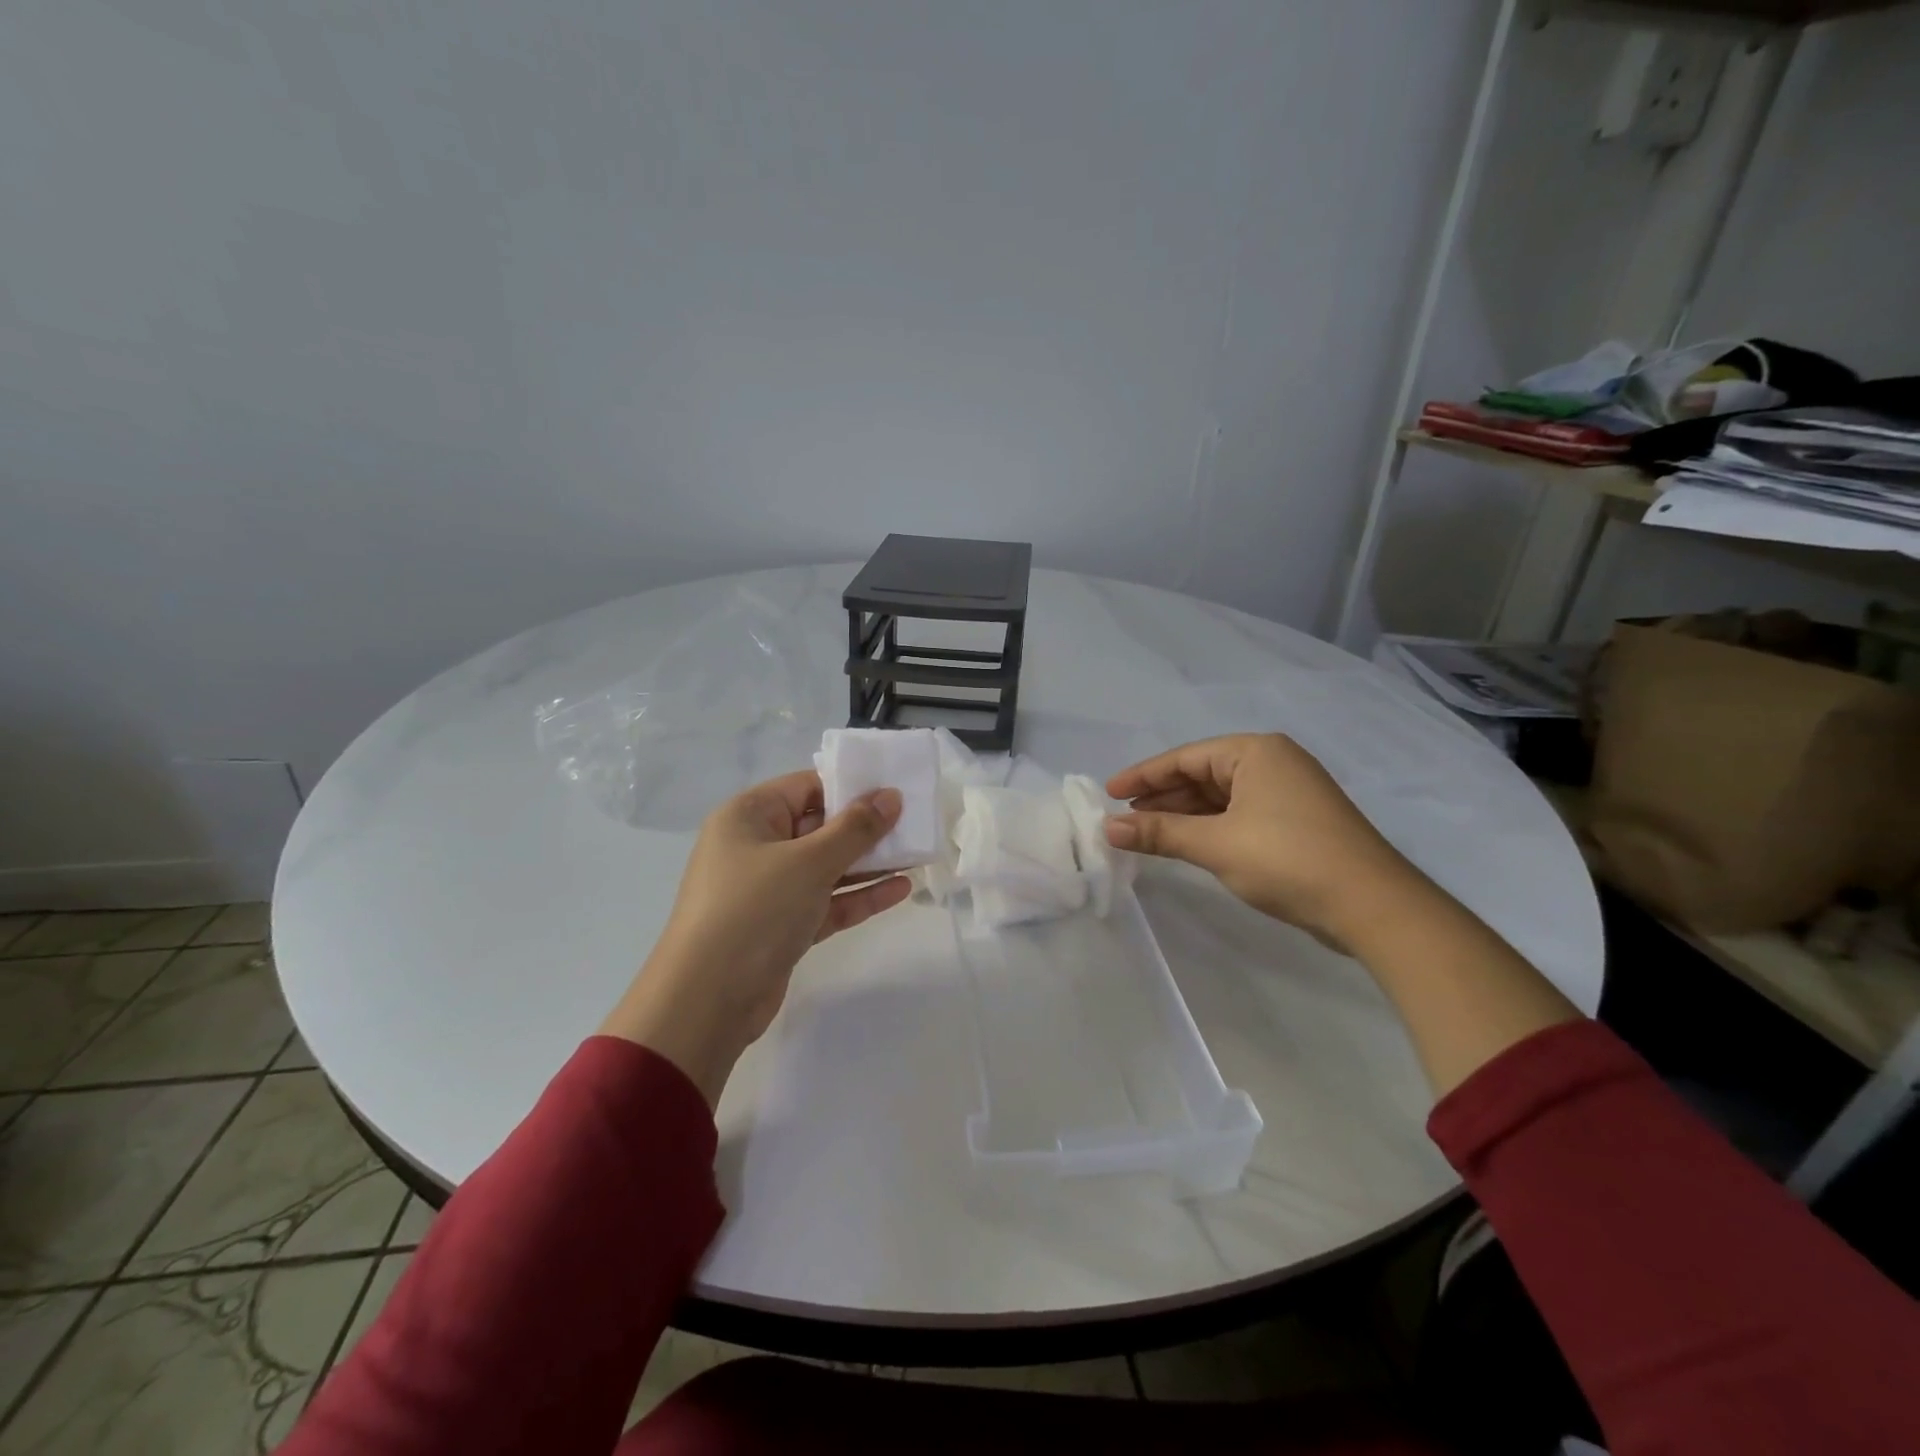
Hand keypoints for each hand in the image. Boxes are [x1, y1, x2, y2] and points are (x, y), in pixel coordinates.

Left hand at [600, 770, 911, 1103]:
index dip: (851, 786)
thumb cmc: (754, 910)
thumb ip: (855, 828)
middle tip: (915, 823)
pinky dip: (858, 896)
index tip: (896, 789)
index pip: (807, 788)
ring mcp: (768, 889)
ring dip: (869, 864)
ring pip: (826, 867)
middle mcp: (755, 846)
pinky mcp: (782, 926)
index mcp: (748, 816)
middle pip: (819, 827)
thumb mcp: (809, 862)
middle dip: (866, 827)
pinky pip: (826, 901)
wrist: (706, 1001)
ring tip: (918, 855)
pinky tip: (900, 890)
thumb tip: (891, 795)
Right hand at [1104, 734, 1416, 949]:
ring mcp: (1288, 792)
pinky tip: (1187, 842)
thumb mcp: (1215, 844)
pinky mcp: (1296, 821)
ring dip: (1183, 814)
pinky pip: (1238, 814)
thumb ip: (1160, 832)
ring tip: (1146, 833)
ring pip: (1220, 796)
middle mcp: (1273, 762)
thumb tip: (1107, 827)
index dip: (1143, 776)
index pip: (1185, 757)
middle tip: (1123, 818)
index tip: (1109, 793)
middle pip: (1202, 774)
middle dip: (1162, 797)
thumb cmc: (1287, 860)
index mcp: (1256, 752)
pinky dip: (1209, 826)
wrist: (1372, 906)